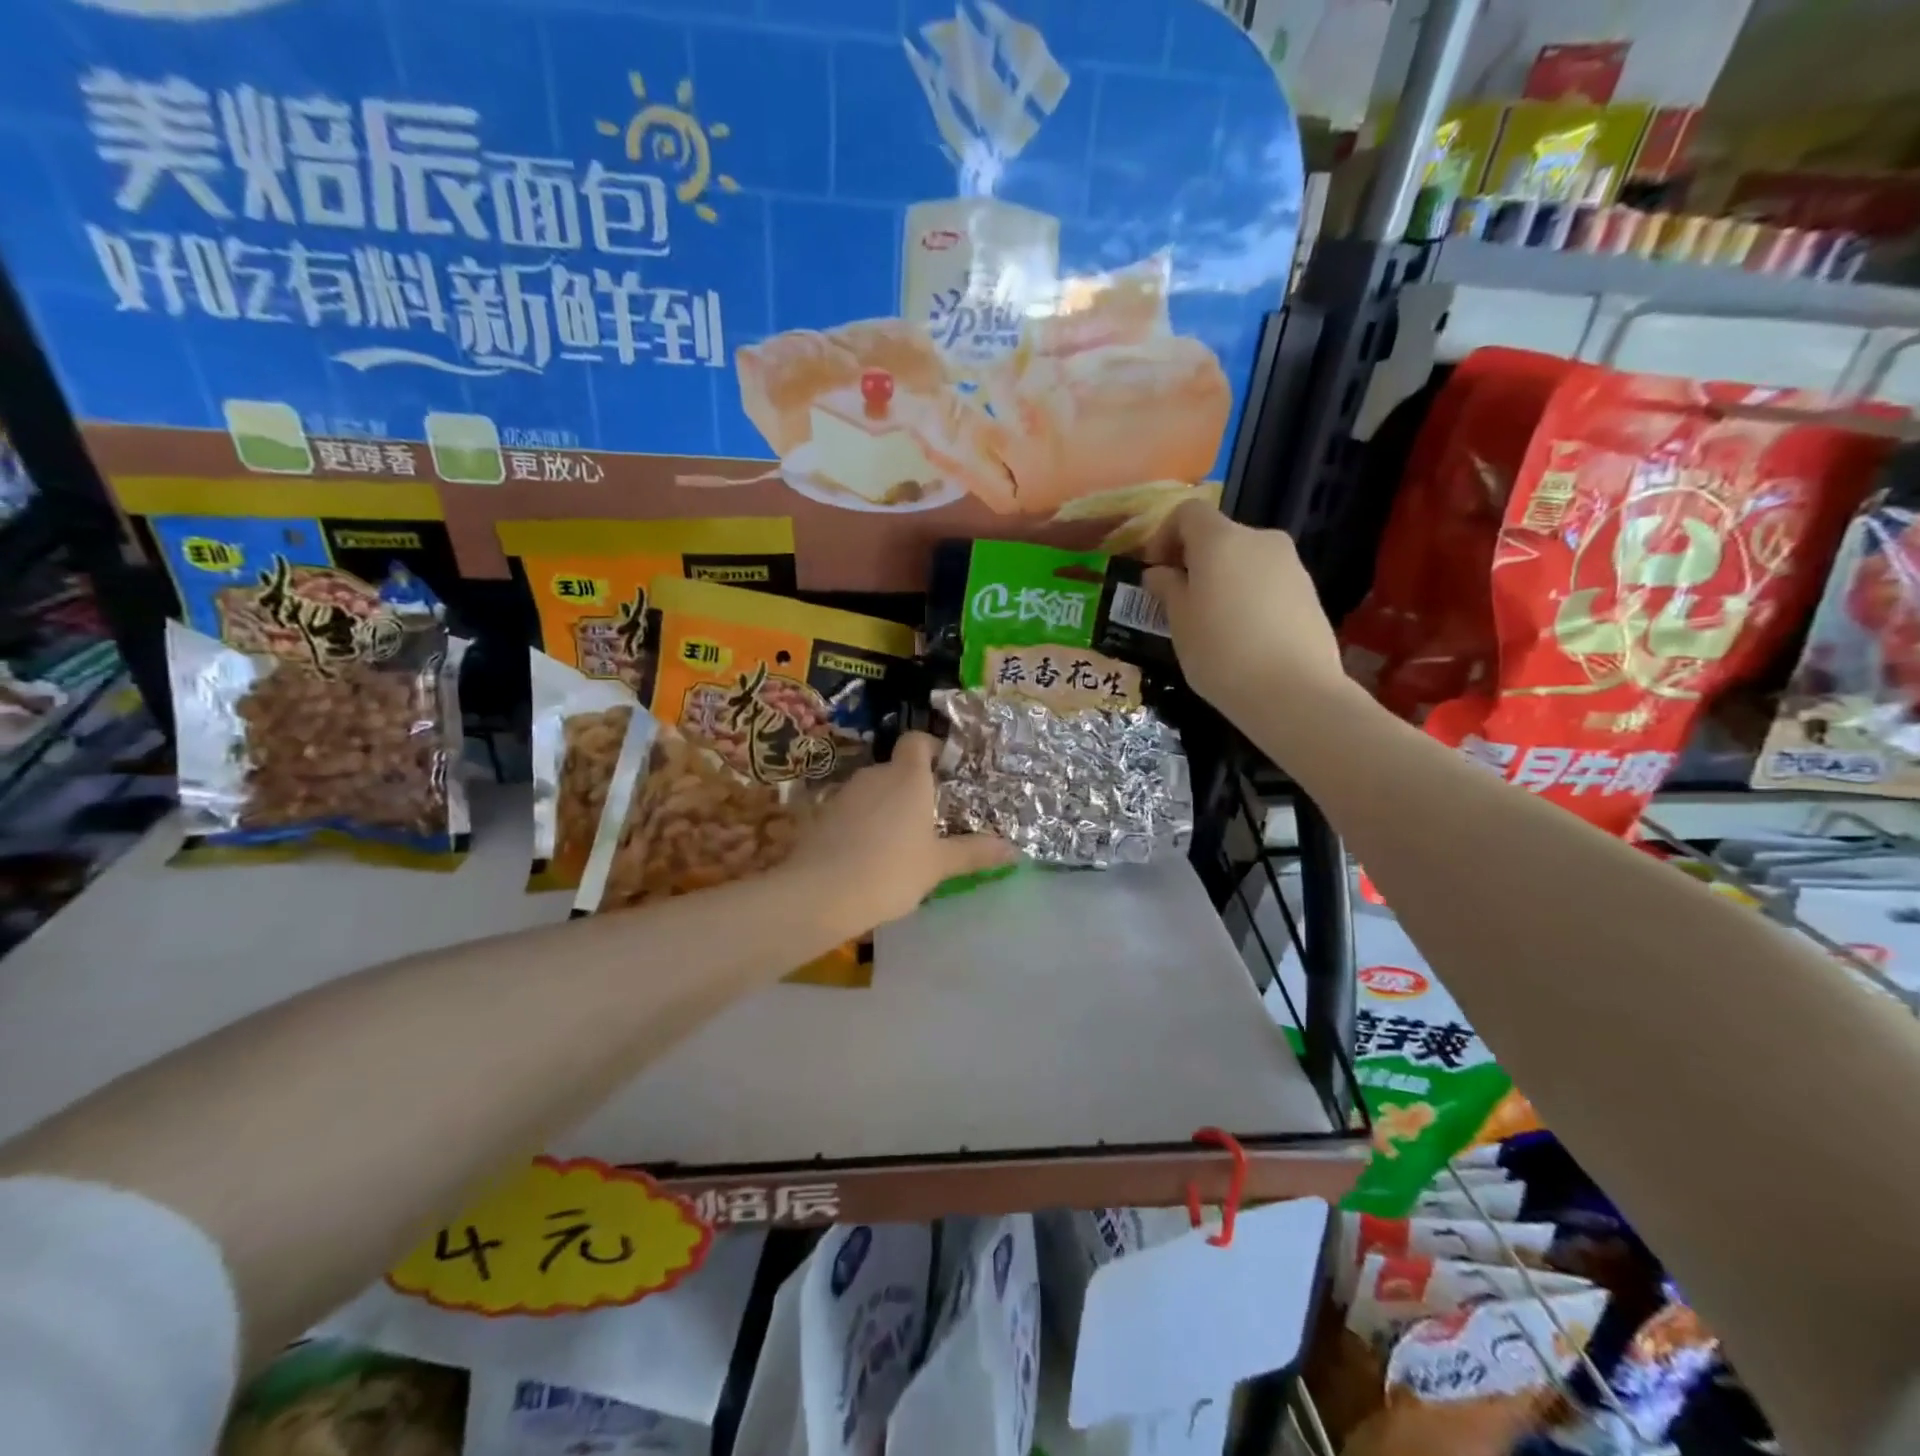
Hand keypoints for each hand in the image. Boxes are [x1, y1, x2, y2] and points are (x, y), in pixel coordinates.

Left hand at [784, 731, 1015, 928]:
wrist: (820, 894)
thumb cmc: (890, 871)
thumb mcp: (938, 865)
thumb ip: (974, 853)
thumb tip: (1014, 850)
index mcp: (907, 778)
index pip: (917, 741)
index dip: (931, 749)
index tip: (946, 772)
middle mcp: (875, 775)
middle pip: (897, 769)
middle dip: (914, 788)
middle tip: (932, 819)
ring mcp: (845, 794)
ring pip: (874, 791)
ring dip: (888, 808)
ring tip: (902, 842)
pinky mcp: (822, 815)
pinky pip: (852, 811)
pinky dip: (864, 824)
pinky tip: (870, 855)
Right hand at [1143, 500, 1347, 727]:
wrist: (1294, 692)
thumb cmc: (1221, 654)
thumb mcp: (1179, 623)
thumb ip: (1167, 589)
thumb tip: (1159, 573)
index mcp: (1221, 540)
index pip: (1188, 513)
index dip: (1164, 535)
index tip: (1155, 570)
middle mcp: (1259, 539)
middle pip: (1219, 536)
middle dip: (1194, 560)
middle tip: (1178, 600)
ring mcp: (1290, 564)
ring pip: (1244, 559)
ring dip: (1222, 578)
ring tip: (1211, 622)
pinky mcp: (1308, 590)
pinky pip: (1267, 581)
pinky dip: (1248, 595)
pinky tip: (1243, 635)